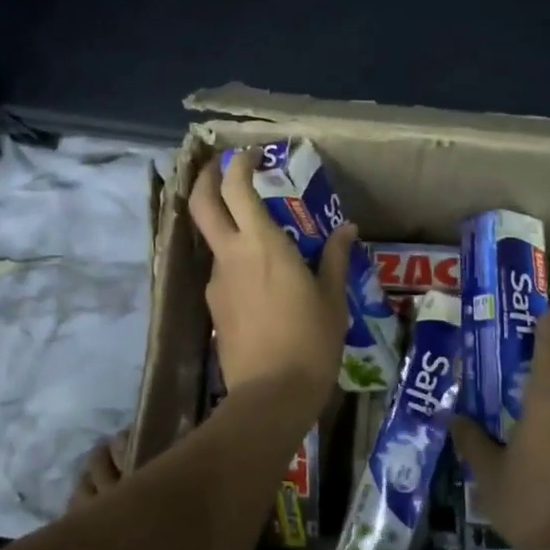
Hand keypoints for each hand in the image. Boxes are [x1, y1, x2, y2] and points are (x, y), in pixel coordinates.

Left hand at [189, 148, 352, 420]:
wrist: (271, 395)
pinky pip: (222, 271)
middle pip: (201, 204)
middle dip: (206, 178)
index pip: (237, 188)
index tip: (251, 154)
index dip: (239, 164)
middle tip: (221, 167)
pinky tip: (260, 278)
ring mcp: (217, 282)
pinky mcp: (214, 307)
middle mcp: (231, 255)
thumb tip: (347, 229)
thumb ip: (334, 258)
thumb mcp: (332, 299)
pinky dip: (235, 260)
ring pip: (212, 239)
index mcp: (262, 244)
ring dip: (225, 224)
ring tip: (257, 233)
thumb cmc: (310, 342)